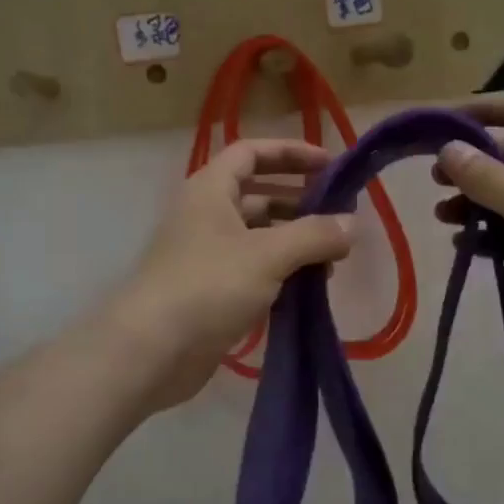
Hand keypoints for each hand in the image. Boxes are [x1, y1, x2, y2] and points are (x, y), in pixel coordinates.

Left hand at [113, 138, 354, 410]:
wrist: (151, 350)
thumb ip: (314, 235)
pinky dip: (281, 274)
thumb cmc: (208, 286)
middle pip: (259, 195)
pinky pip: (254, 271)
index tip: (330, 165)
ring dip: (295, 243)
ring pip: (259, 237)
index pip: (252, 153)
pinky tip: (309, 290)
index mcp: (211, 190)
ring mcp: (208, 255)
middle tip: (340, 219)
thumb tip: (352, 224)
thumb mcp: (268, 255)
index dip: (291, 153)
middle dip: (300, 204)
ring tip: (332, 261)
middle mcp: (207, 215)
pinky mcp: (212, 291)